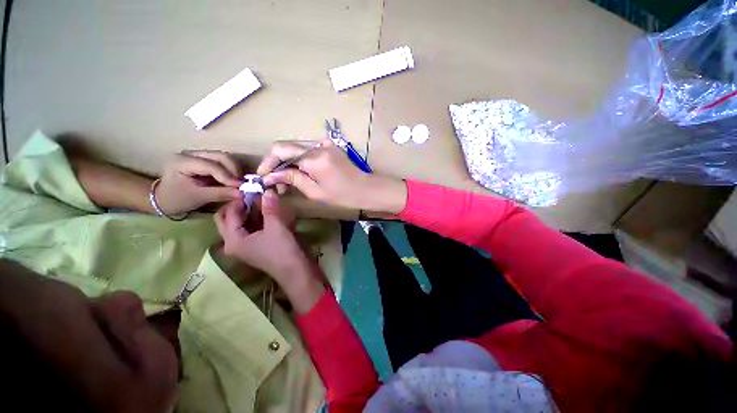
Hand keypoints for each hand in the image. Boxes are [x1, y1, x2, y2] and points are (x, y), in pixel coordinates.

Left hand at [156, 150, 242, 215]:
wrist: (164, 199)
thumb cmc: (177, 199)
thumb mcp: (197, 198)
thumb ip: (220, 194)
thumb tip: (241, 193)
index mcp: (182, 161)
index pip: (211, 165)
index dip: (228, 176)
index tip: (241, 188)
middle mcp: (191, 153)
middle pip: (220, 156)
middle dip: (234, 170)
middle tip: (242, 184)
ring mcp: (199, 155)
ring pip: (224, 158)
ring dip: (235, 170)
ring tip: (239, 183)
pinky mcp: (205, 159)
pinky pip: (223, 162)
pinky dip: (232, 171)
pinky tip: (235, 180)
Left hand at [215, 191, 325, 312]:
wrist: (294, 270)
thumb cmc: (281, 249)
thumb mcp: (276, 226)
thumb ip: (269, 208)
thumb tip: (267, 190)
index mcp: (233, 239)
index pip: (229, 214)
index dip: (239, 200)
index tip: (252, 189)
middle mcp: (233, 243)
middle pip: (227, 220)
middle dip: (238, 206)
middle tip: (252, 196)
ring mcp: (244, 245)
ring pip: (239, 224)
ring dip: (248, 212)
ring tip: (261, 202)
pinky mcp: (255, 245)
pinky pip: (250, 228)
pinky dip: (256, 219)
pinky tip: (267, 212)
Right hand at [257, 139, 406, 213]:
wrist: (365, 188)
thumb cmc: (343, 194)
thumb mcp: (315, 191)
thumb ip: (292, 179)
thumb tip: (271, 175)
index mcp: (314, 157)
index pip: (280, 150)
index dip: (268, 162)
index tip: (263, 177)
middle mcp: (318, 145)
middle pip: (287, 147)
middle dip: (277, 164)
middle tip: (275, 183)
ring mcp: (324, 143)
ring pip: (296, 148)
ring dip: (288, 163)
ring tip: (286, 182)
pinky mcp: (329, 146)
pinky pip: (307, 150)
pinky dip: (300, 161)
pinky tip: (299, 174)